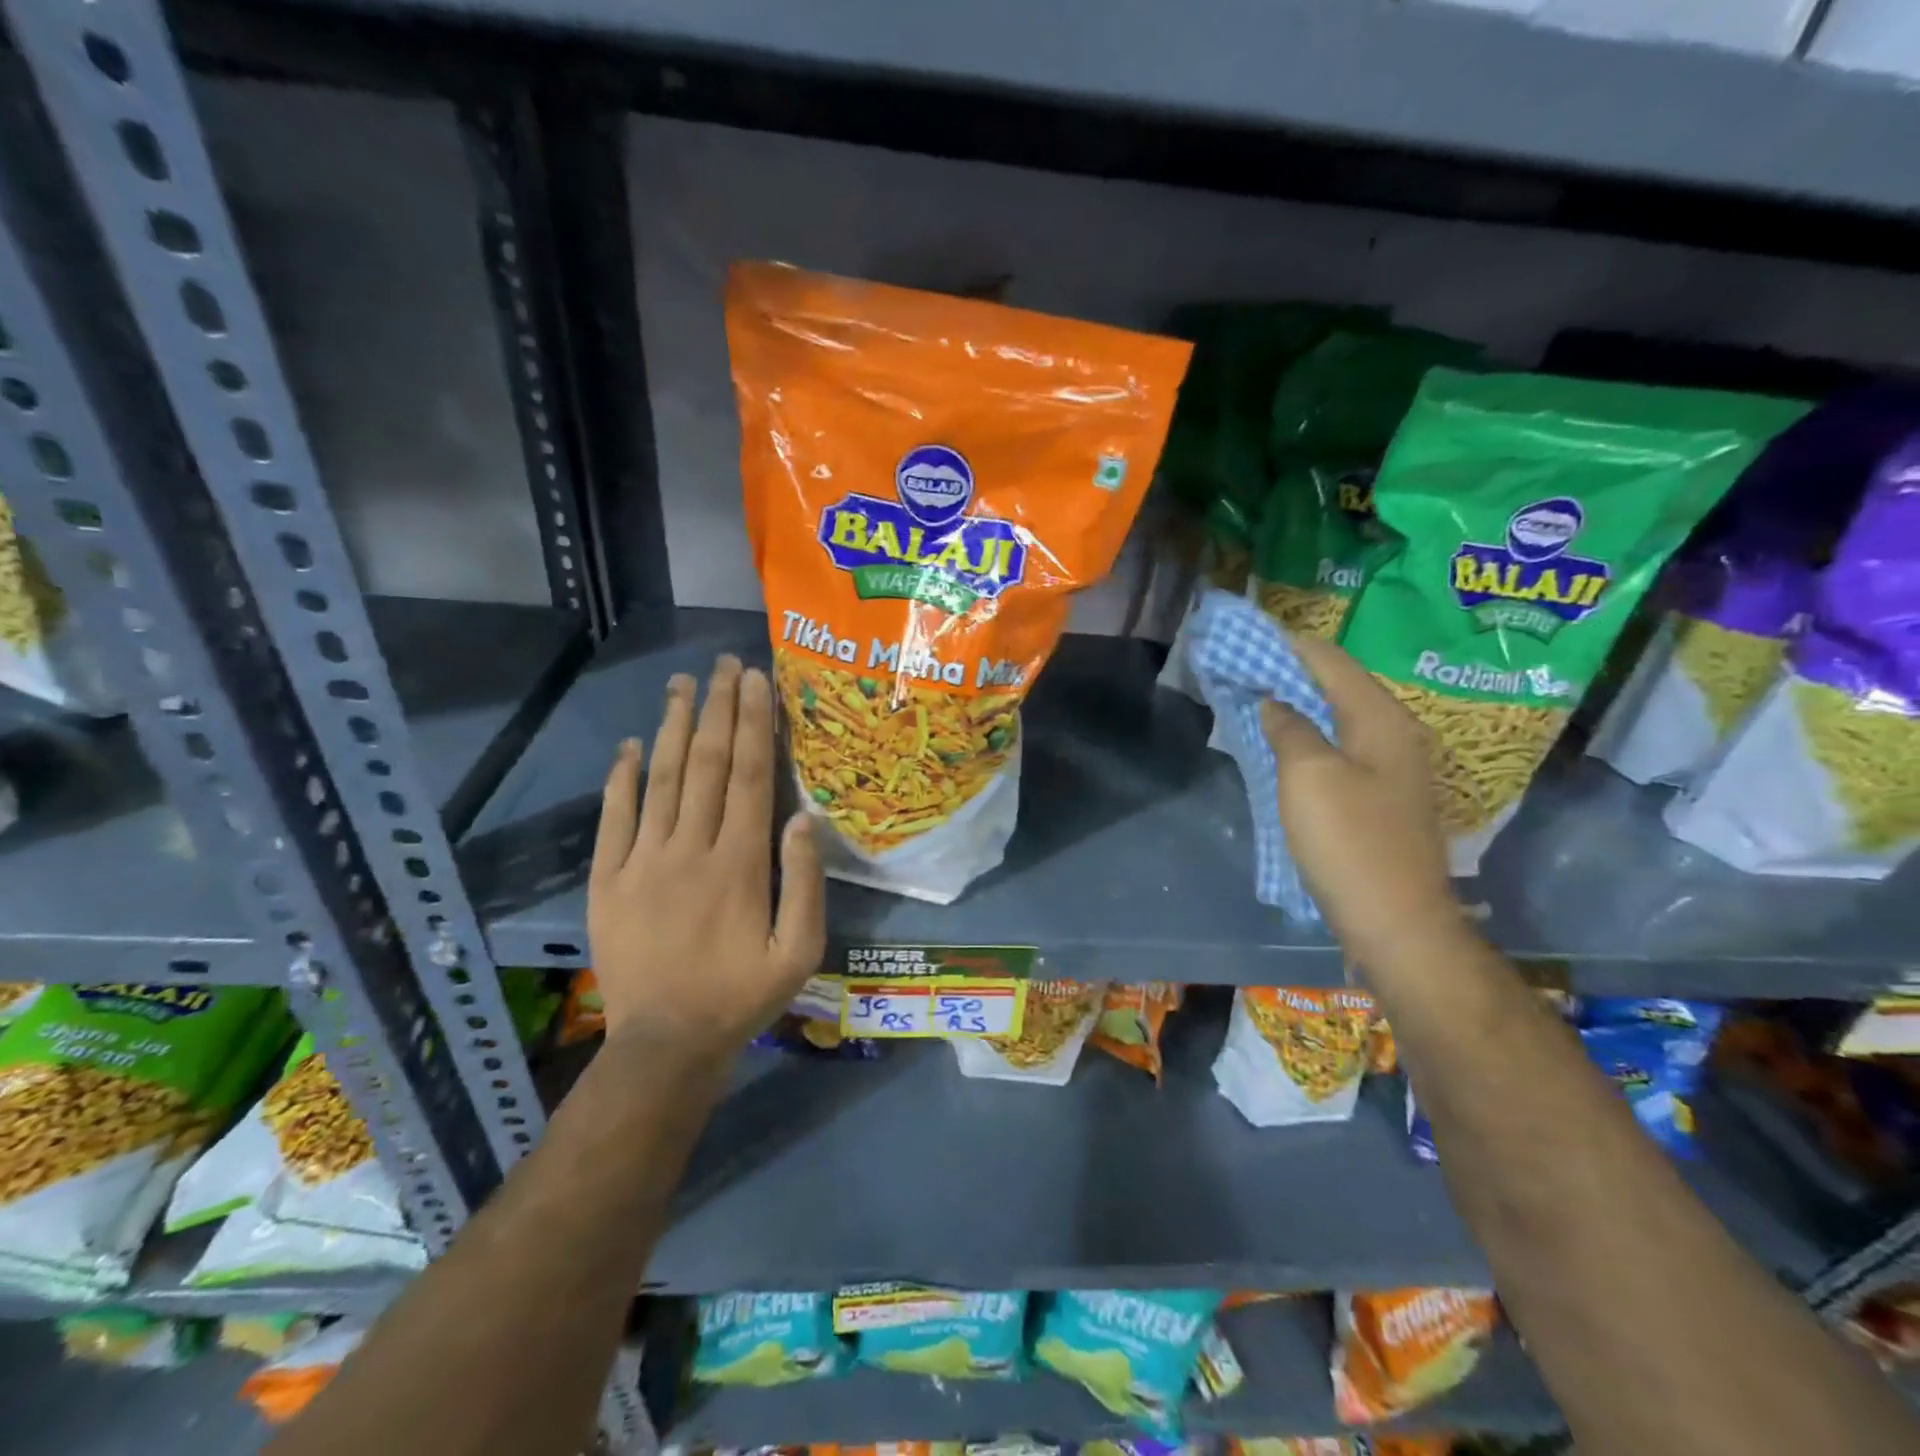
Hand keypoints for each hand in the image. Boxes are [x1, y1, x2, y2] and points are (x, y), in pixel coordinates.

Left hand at [588, 656, 825, 1061]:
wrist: (666, 1044)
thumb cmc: (743, 995)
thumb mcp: (800, 950)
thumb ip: (805, 882)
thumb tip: (805, 816)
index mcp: (739, 863)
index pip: (747, 776)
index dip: (752, 723)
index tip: (755, 680)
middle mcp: (690, 849)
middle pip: (705, 764)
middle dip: (717, 708)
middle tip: (723, 663)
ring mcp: (642, 862)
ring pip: (659, 780)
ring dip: (671, 727)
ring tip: (681, 683)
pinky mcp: (607, 880)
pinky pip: (613, 819)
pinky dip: (620, 778)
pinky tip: (628, 745)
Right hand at [1260, 633, 1465, 971]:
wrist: (1396, 921)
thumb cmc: (1350, 841)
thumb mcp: (1308, 776)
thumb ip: (1289, 729)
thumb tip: (1275, 703)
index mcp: (1382, 719)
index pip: (1332, 662)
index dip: (1291, 645)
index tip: (1252, 634)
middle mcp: (1395, 735)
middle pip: (1339, 688)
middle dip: (1293, 673)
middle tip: (1248, 666)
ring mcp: (1392, 770)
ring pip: (1339, 720)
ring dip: (1300, 707)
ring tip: (1258, 699)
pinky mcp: (1382, 799)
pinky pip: (1340, 750)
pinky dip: (1310, 738)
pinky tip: (1285, 746)